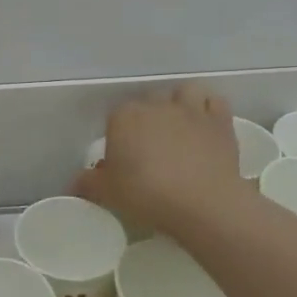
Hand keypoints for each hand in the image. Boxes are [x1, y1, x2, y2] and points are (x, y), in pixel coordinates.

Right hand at [76, 83, 252, 236]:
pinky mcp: (219, 120)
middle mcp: (156, 105)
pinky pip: (214, 101)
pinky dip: (209, 108)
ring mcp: (190, 109)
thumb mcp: (107, 193)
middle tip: (149, 147)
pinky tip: (205, 125)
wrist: (202, 203)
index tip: (122, 157)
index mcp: (124, 117)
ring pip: (183, 92)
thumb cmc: (147, 195)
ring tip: (179, 126)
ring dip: (180, 103)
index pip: (115, 116)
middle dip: (148, 118)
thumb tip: (76, 182)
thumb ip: (88, 183)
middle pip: (148, 102)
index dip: (118, 135)